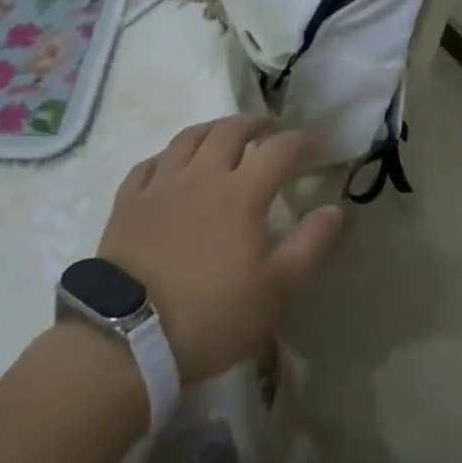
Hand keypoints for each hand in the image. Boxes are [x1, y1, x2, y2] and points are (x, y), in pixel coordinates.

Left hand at [98, 115, 342, 382]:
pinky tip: (170, 163)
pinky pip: (149, 164)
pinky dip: (166, 156)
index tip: (313, 145)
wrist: (127, 338)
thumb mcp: (276, 290)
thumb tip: (334, 209)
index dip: (300, 141)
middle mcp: (202, 176)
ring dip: (212, 129)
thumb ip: (310, 245)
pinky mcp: (128, 202)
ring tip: (222, 133)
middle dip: (254, 124)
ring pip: (188, 138)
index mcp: (242, 193)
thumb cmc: (211, 314)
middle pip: (230, 131)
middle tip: (267, 129)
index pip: (279, 150)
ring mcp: (161, 185)